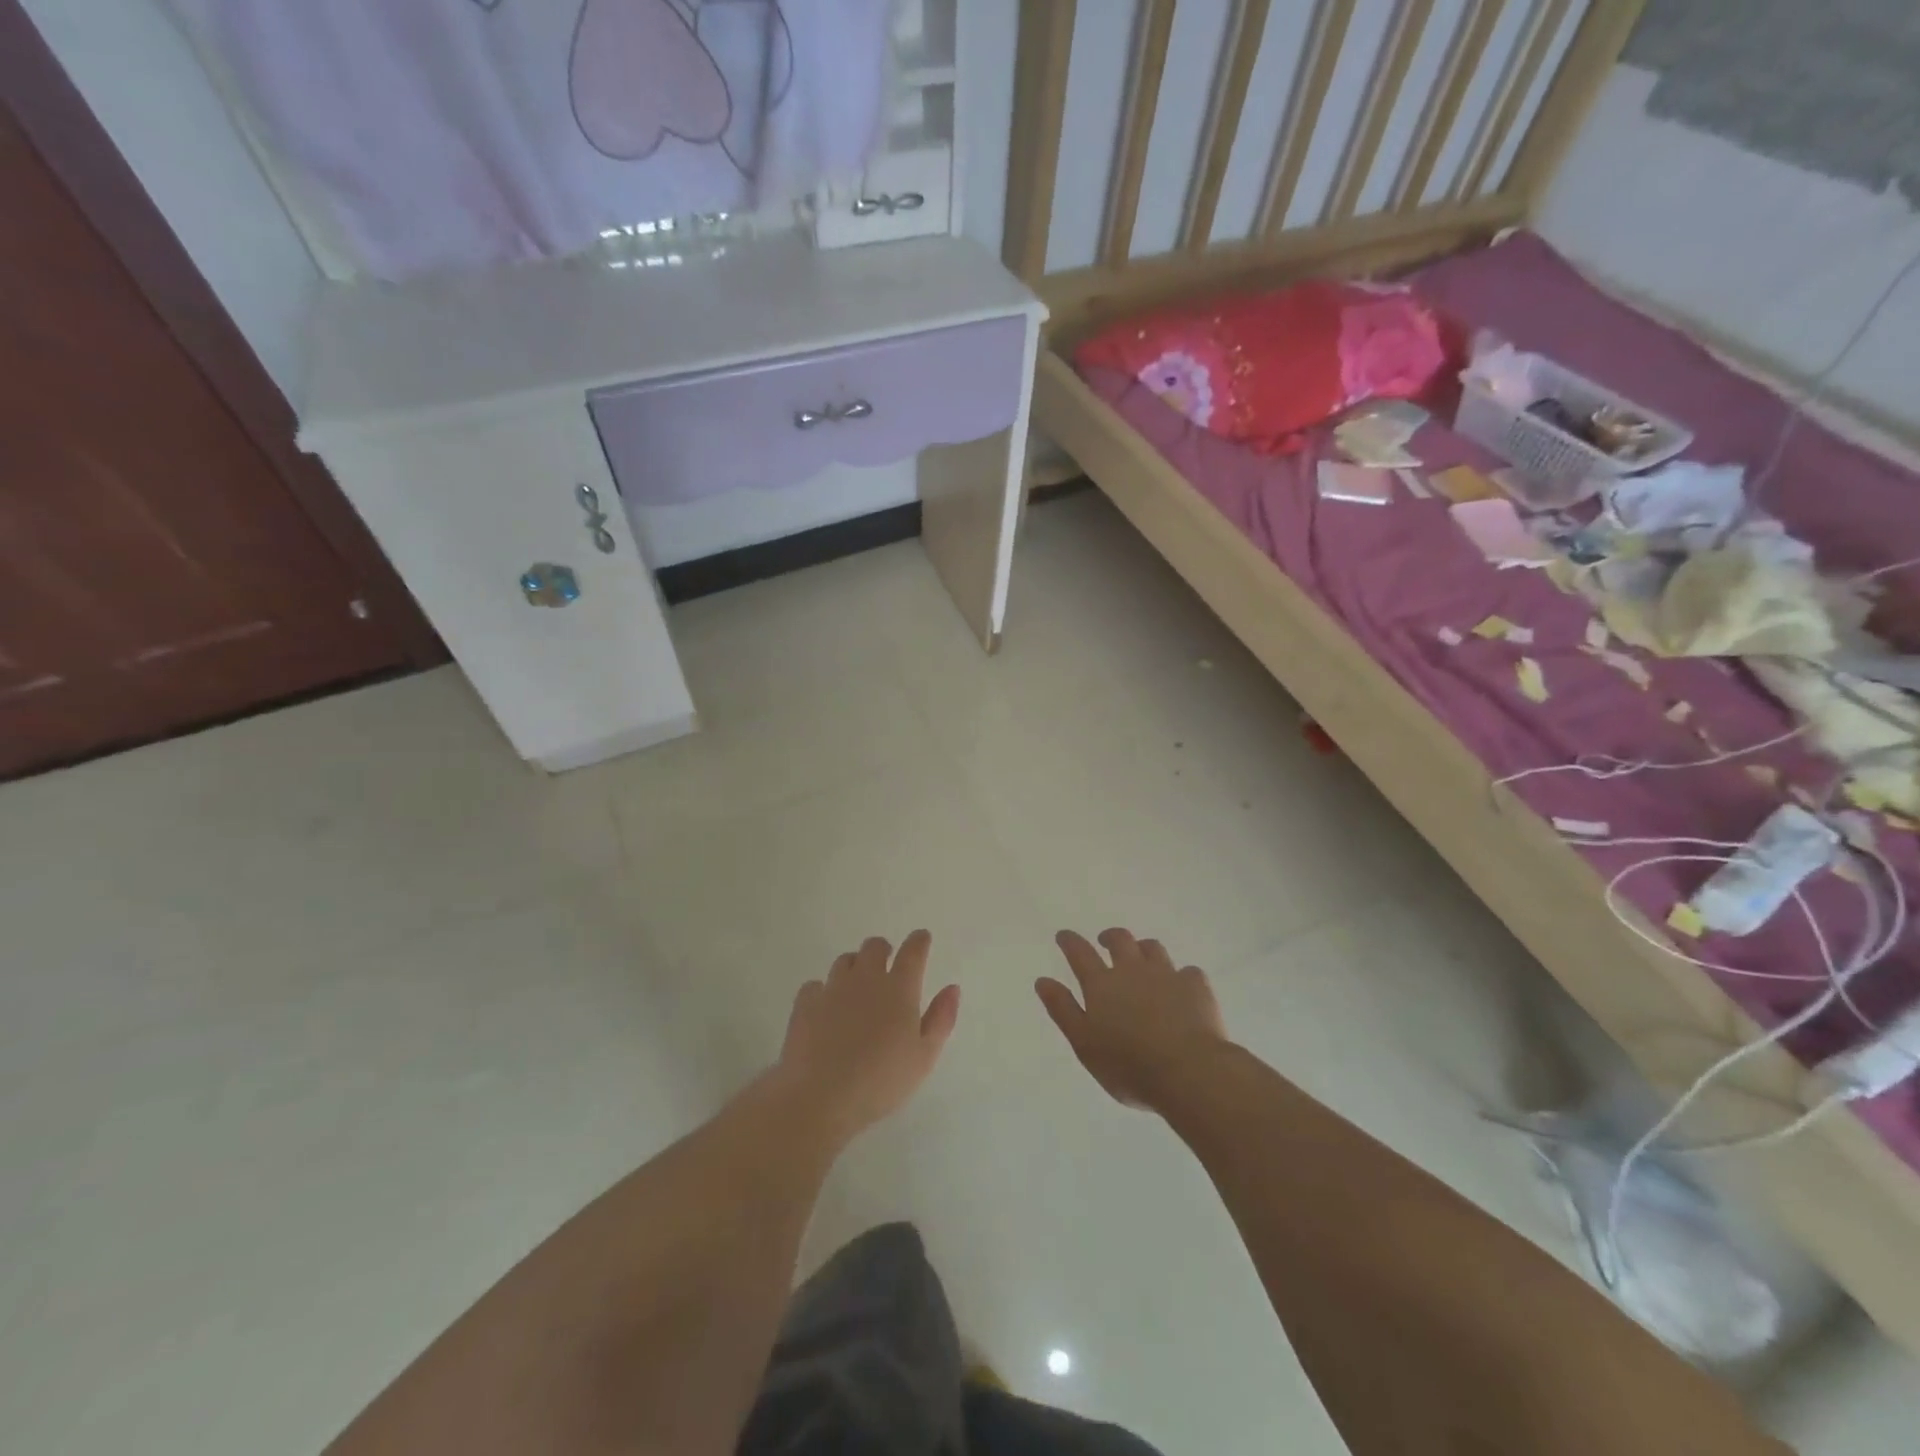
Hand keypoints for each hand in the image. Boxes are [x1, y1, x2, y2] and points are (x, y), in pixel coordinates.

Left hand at [773, 931, 959, 1143]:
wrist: (820, 1096)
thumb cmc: (881, 1081)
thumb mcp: (924, 1057)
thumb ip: (941, 1019)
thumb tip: (952, 988)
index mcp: (899, 989)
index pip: (913, 951)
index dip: (919, 941)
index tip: (922, 939)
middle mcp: (866, 978)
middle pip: (875, 946)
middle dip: (884, 950)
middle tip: (887, 965)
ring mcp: (833, 988)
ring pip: (845, 960)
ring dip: (855, 966)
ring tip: (857, 987)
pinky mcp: (805, 1003)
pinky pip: (816, 985)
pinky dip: (824, 991)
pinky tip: (825, 1008)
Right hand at [1037, 929, 1227, 1110]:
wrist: (1189, 1071)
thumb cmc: (1128, 1065)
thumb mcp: (1084, 1043)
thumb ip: (1063, 1010)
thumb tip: (1042, 981)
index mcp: (1102, 984)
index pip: (1080, 953)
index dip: (1070, 941)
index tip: (1064, 936)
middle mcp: (1133, 970)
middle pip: (1120, 940)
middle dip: (1109, 936)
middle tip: (1104, 941)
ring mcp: (1167, 975)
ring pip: (1153, 948)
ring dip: (1143, 948)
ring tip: (1141, 957)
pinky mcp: (1196, 986)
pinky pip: (1188, 971)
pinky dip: (1181, 975)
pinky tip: (1182, 986)